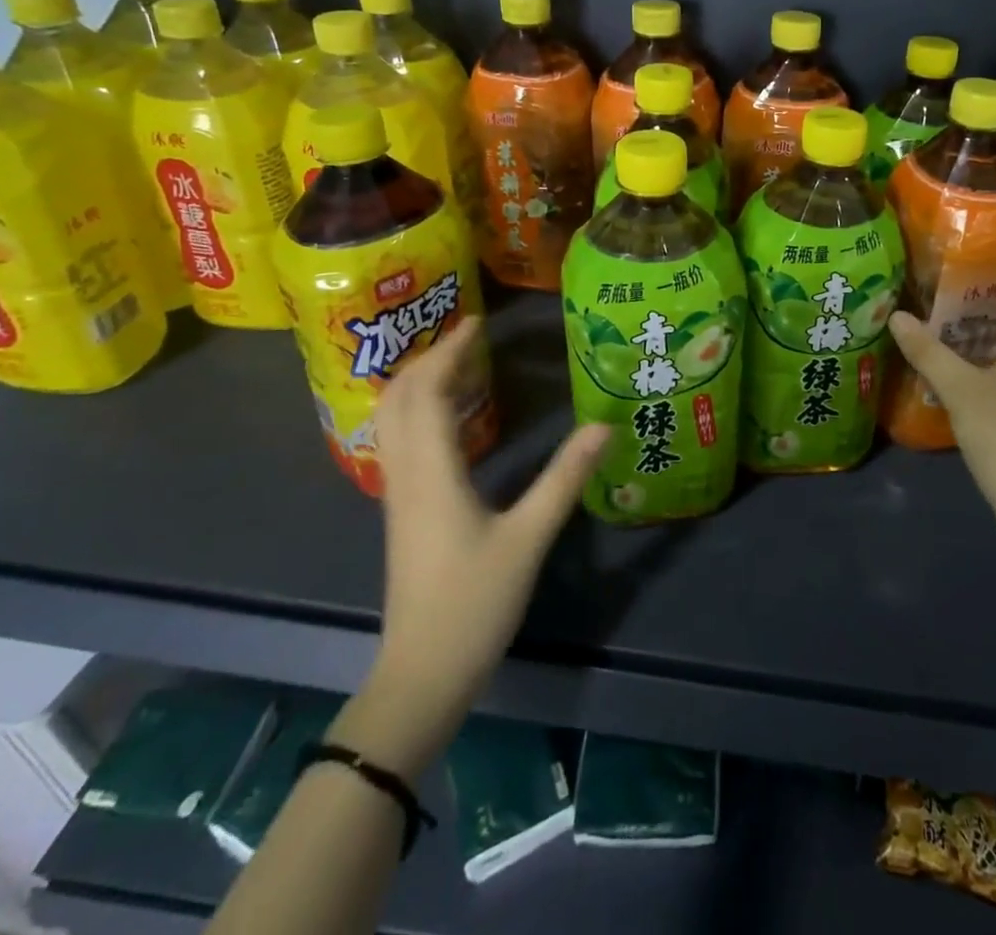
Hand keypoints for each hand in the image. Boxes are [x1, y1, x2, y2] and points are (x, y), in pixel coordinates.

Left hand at [370, 318, 607, 699]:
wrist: (423, 672)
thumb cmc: (474, 603)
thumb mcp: (529, 538)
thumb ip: (565, 478)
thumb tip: (602, 426)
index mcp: (433, 472)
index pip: (429, 392)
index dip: (449, 351)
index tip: (477, 321)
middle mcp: (406, 474)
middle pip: (399, 398)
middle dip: (429, 358)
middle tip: (470, 337)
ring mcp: (399, 494)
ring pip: (393, 419)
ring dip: (419, 382)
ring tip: (459, 364)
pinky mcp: (403, 511)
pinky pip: (401, 441)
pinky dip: (419, 411)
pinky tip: (452, 418)